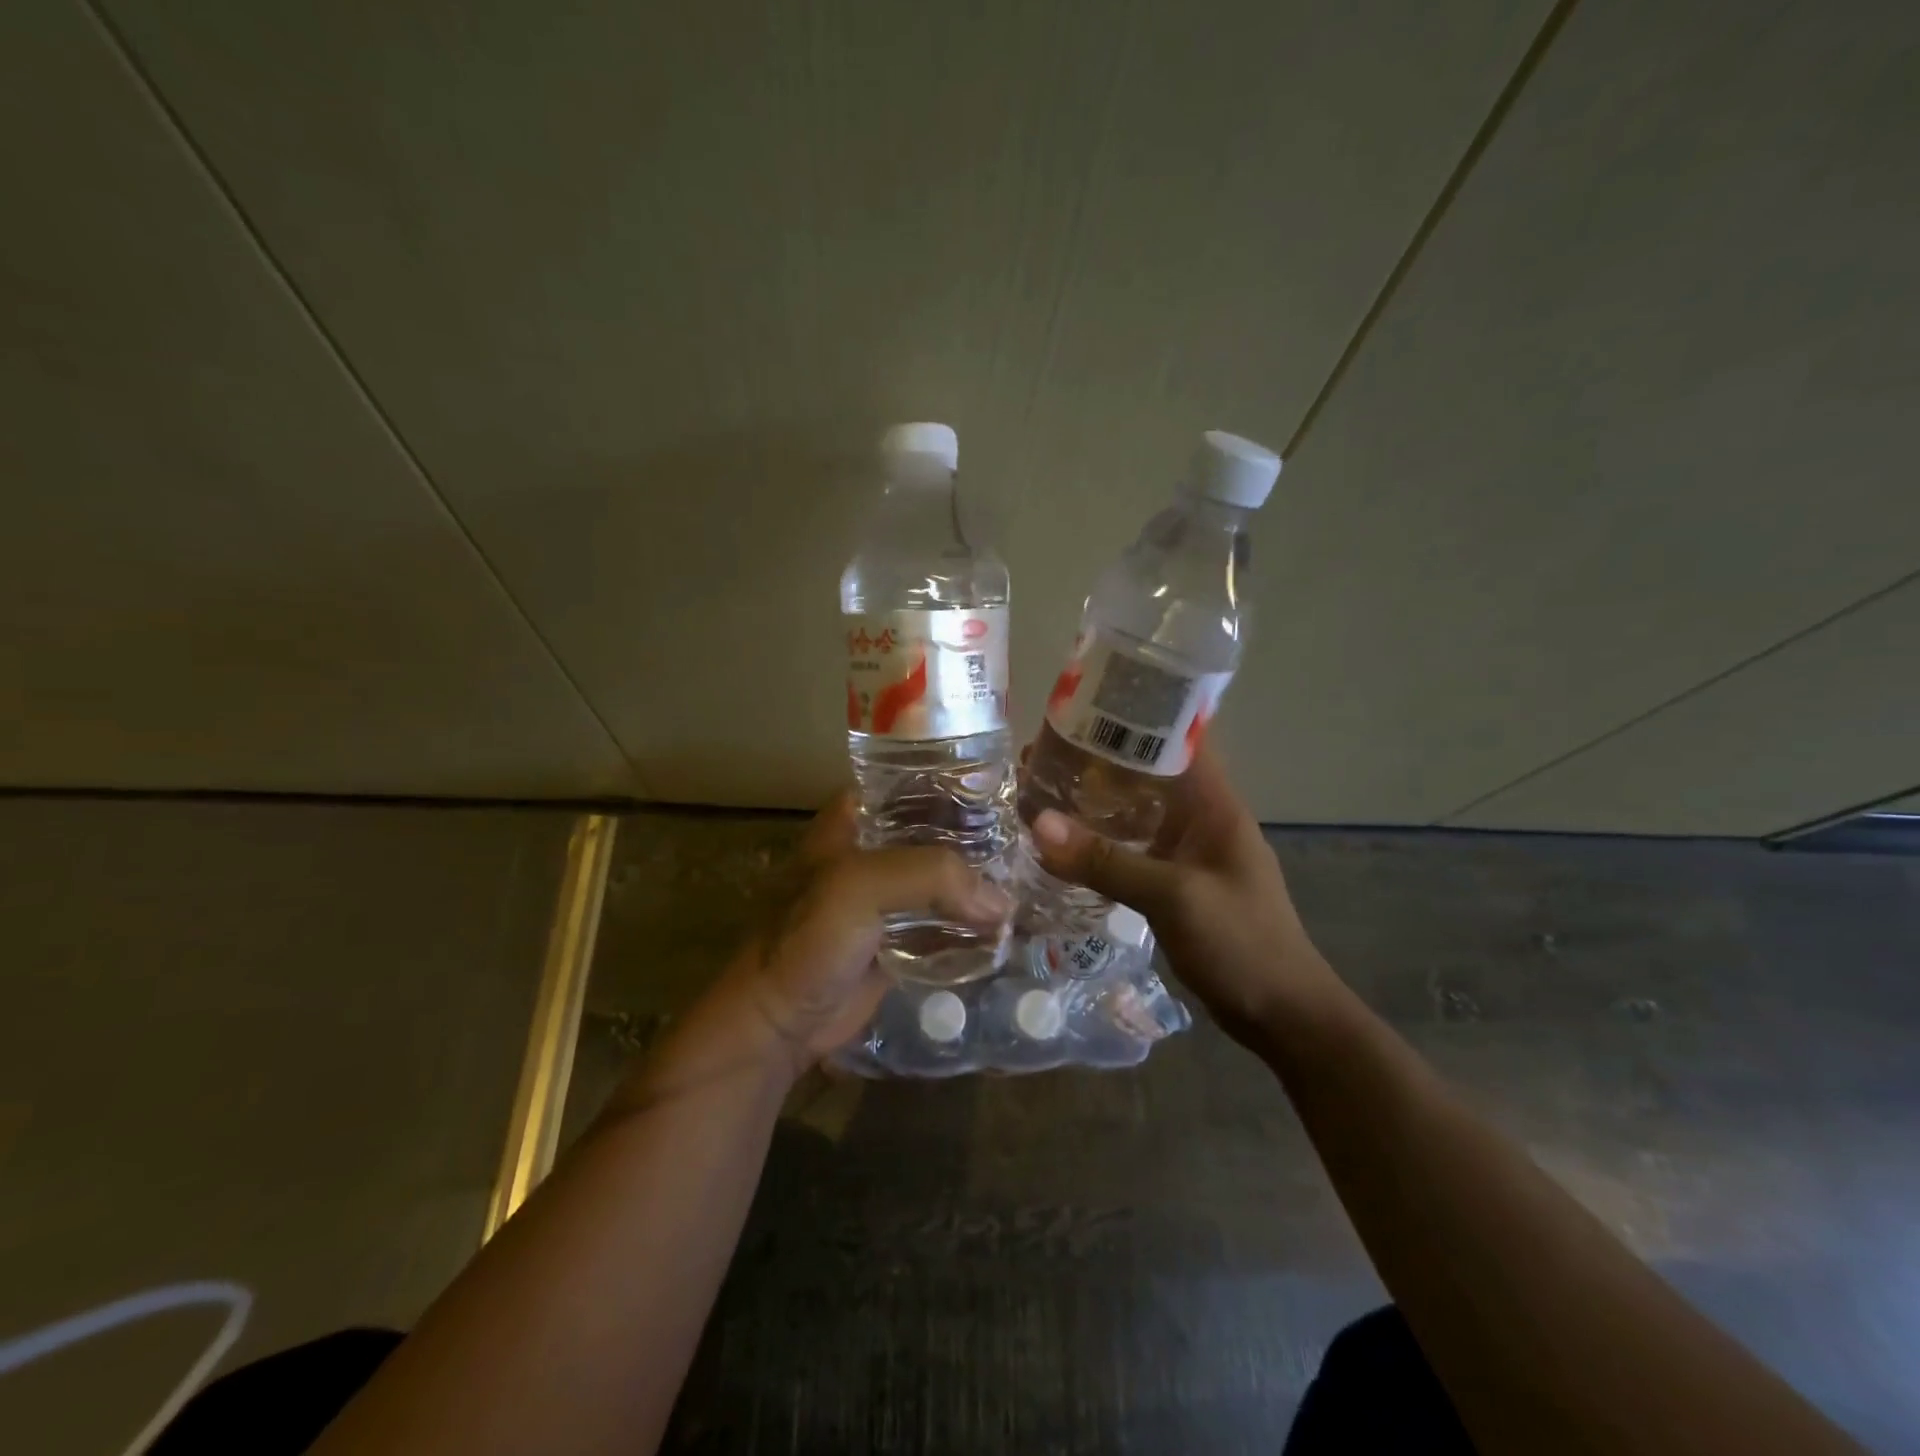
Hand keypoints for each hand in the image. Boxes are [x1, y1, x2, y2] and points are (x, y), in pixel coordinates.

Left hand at [693, 793, 1010, 1078]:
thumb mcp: (859, 888)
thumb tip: (1002, 902)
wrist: (779, 1022)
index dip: (962, 783)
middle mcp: (877, 848)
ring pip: (947, 877)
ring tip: (1035, 877)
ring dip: (983, 881)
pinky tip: (1013, 921)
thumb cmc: (807, 940)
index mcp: (858, 819)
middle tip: (1035, 840)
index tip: (1012, 790)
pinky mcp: (902, 936)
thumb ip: (930, 877)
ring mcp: (891, 895)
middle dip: (984, 836)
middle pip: (941, 830)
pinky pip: (947, 920)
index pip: (917, 782)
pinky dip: (975, 921)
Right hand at [1028, 745, 1331, 1044]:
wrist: (1282, 1014)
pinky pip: (1132, 847)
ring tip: (1041, 791)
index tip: (1080, 706)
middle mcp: (1200, 816)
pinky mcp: (1176, 880)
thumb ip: (1106, 861)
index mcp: (1214, 803)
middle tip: (1040, 754)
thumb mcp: (1173, 896)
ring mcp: (1188, 850)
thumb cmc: (1241, 943)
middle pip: (1145, 773)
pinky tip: (1065, 843)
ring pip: (1135, 811)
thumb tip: (1038, 824)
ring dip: (1095, 801)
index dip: (1133, 716)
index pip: (1177, 737)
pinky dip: (1101, 840)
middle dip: (1097, 761)